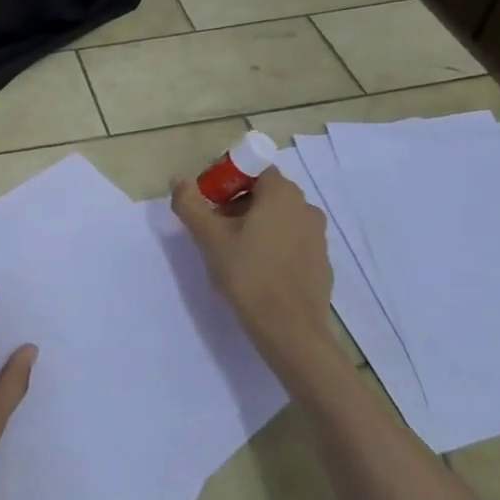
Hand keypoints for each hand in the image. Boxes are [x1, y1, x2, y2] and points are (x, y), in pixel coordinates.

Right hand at [170, 167, 337, 382]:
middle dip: (236, 205)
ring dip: (254, 225)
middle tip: (213, 230)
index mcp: (281, 193)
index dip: (226, 181)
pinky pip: (291, 240)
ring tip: (232, 253)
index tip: (208, 205)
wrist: (290, 330)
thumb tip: (178, 180)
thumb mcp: (209, 238)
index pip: (252, 169)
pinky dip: (272, 245)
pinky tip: (256, 270)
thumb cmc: (248, 275)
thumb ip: (190, 204)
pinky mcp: (321, 261)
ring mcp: (317, 235)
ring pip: (278, 218)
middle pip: (264, 193)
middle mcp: (305, 207)